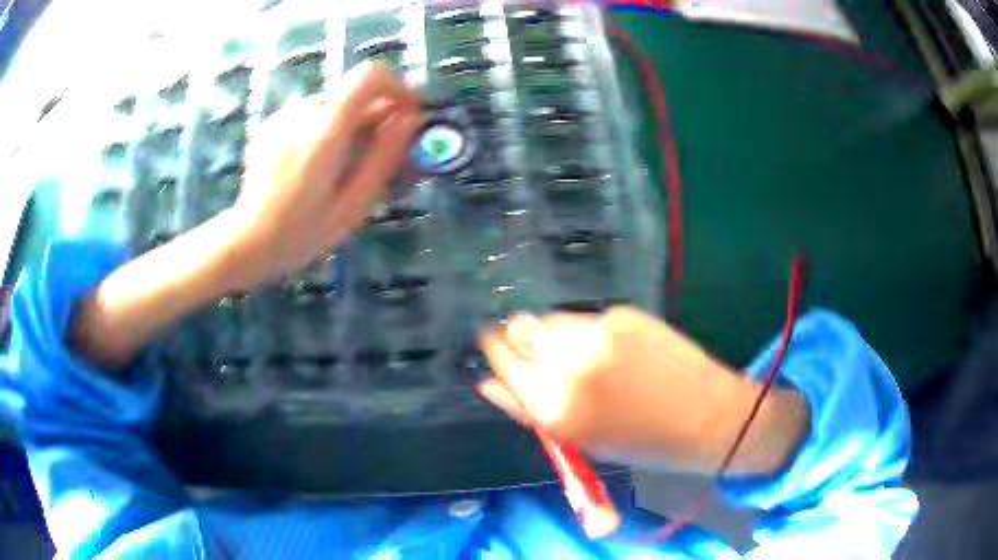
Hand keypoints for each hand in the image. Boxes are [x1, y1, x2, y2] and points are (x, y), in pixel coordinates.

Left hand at [223, 61, 421, 291]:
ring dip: (348, 127)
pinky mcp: (271, 124)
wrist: (247, 241)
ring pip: (334, 107)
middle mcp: (303, 112)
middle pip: (353, 96)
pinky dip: (324, 131)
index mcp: (325, 131)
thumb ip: (384, 157)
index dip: (396, 87)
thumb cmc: (302, 233)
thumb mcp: (353, 204)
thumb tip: (411, 119)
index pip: (369, 76)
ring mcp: (283, 116)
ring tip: (341, 168)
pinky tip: (313, 165)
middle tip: (377, 158)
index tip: (407, 114)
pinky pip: (311, 116)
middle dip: (374, 119)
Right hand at [477, 306, 809, 473]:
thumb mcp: (577, 440)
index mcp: (552, 406)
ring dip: (555, 332)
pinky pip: (586, 316)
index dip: (496, 349)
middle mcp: (568, 365)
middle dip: (523, 337)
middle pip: (519, 327)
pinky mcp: (623, 315)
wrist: (705, 419)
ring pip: (551, 317)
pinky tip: (615, 349)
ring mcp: (597, 335)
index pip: (501, 357)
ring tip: (585, 355)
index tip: (496, 346)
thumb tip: (486, 384)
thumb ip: (525, 410)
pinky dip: (588, 329)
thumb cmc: (639, 441)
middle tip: (544, 353)